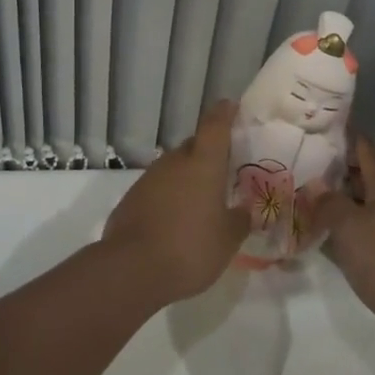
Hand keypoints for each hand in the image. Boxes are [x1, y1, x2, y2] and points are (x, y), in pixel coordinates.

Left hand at [101, 100, 249, 303]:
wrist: (132, 269)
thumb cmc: (191, 248)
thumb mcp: (227, 240)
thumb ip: (239, 221)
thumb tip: (244, 211)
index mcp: (203, 163)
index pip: (215, 125)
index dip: (224, 113)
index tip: (230, 106)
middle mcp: (175, 162)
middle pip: (193, 147)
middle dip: (208, 154)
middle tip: (223, 171)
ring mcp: (149, 179)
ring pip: (174, 169)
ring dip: (187, 178)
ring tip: (200, 202)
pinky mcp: (131, 199)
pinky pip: (157, 190)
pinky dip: (168, 198)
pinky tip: (174, 222)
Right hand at [319, 141, 374, 361]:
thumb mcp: (350, 228)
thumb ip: (329, 203)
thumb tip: (315, 184)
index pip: (363, 149)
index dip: (342, 134)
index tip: (316, 123)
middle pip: (361, 176)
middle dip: (333, 168)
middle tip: (298, 161)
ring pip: (361, 205)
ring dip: (336, 200)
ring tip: (302, 195)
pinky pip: (363, 231)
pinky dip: (343, 227)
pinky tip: (322, 235)